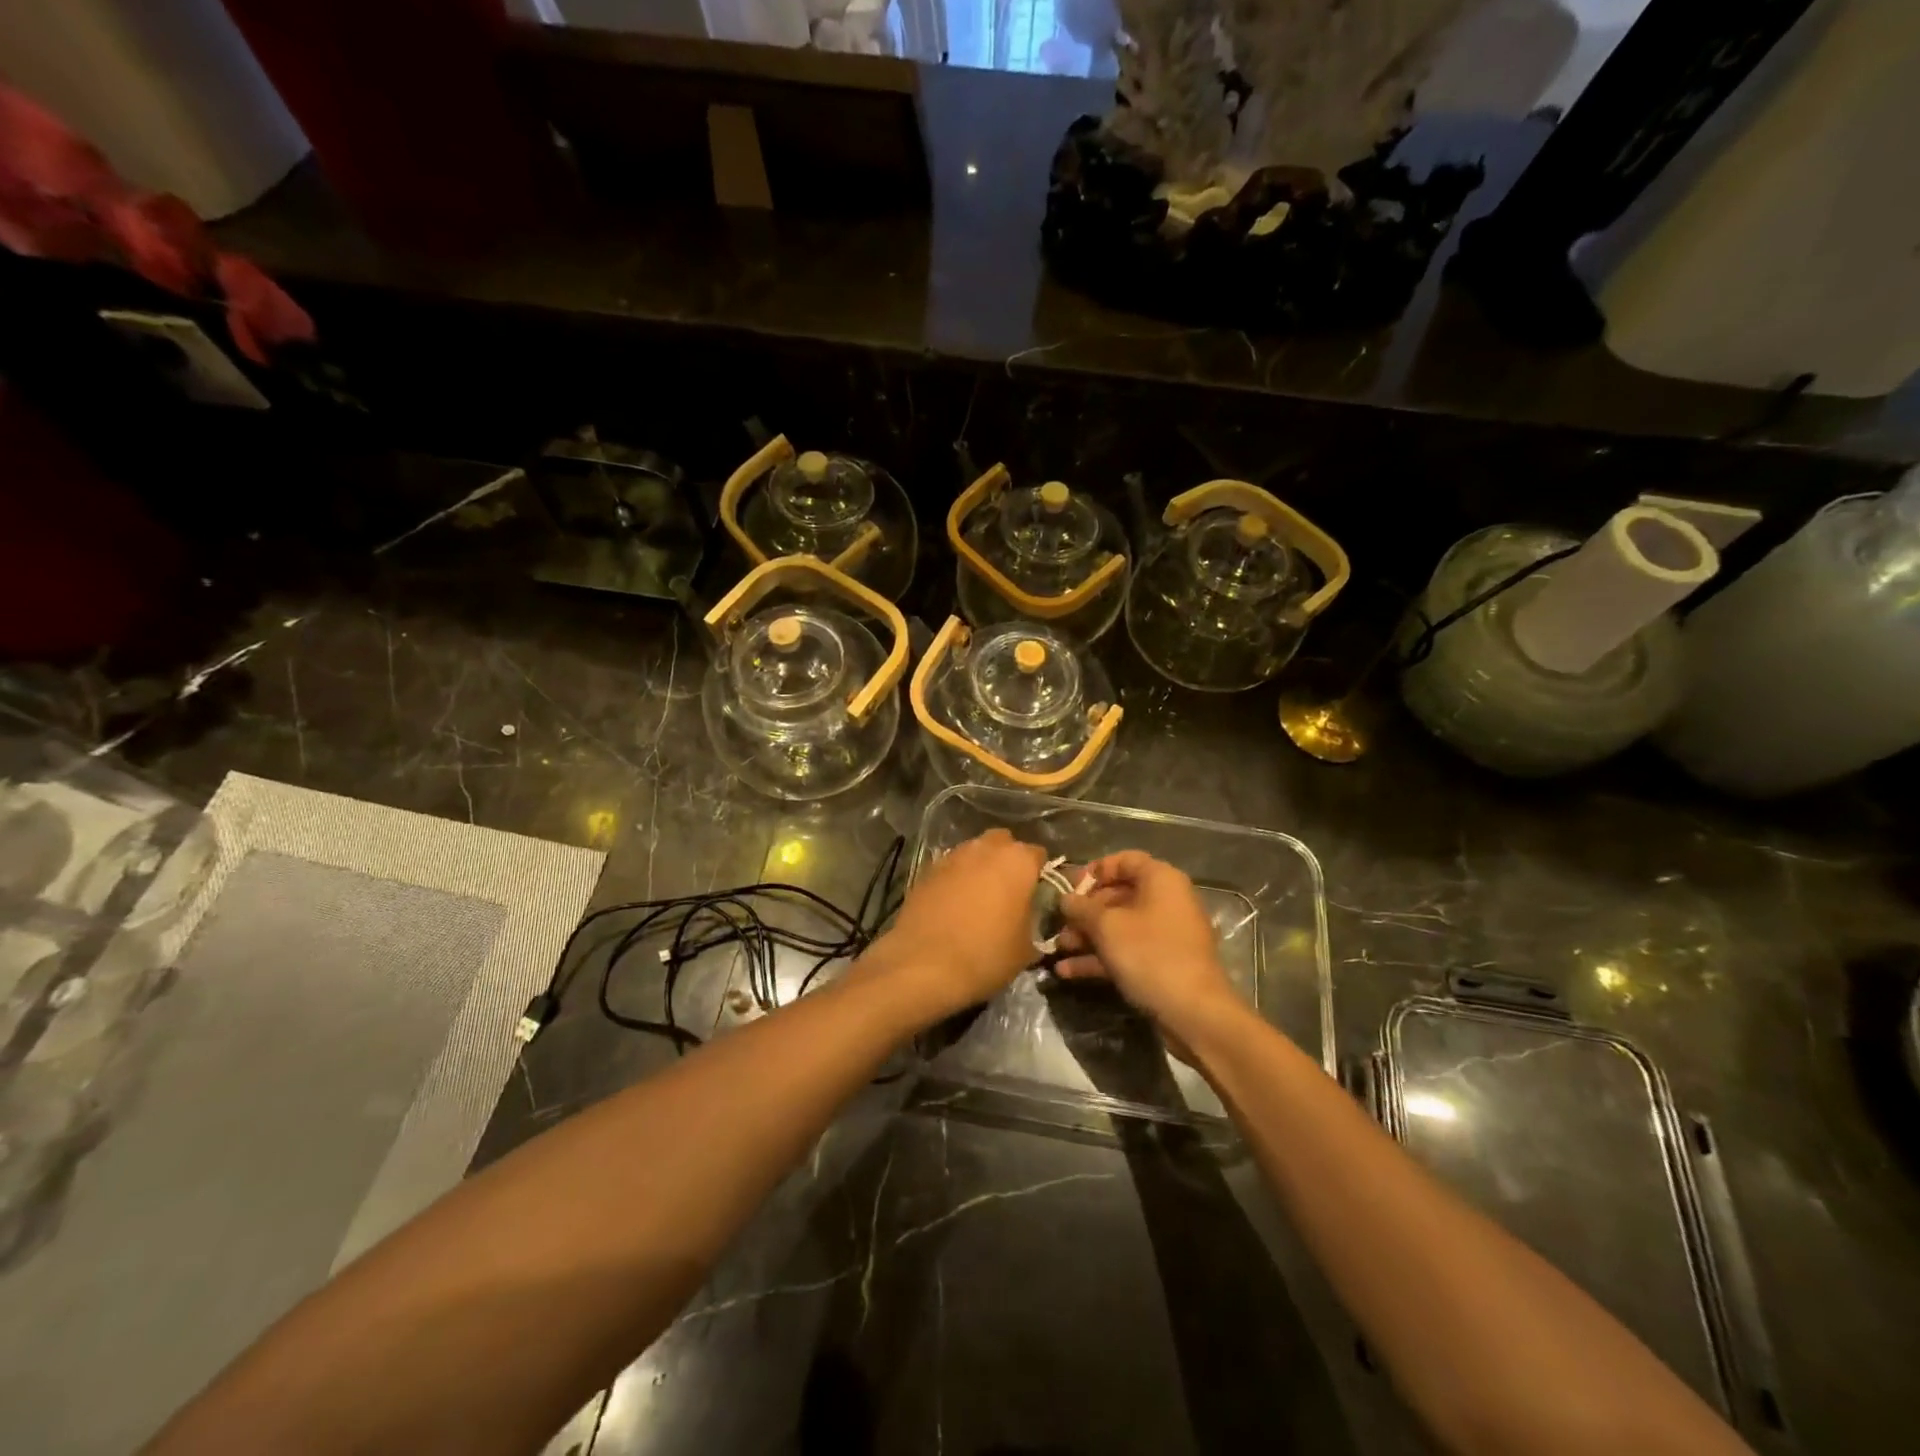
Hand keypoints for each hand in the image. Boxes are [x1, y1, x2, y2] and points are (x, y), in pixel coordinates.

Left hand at [865, 829, 1044, 1015]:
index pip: (1038, 854)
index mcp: (1018, 861)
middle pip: (1003, 843)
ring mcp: (953, 856)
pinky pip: (950, 867)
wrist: (924, 965)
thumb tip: (1027, 919)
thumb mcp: (1026, 949)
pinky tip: (953, 904)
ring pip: (974, 852)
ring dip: (979, 867)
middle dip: (1007, 860)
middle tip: (1008, 890)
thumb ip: (1032, 922)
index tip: (1037, 893)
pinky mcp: (926, 869)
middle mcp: (986, 849)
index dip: (1039, 873)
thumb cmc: (986, 955)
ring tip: (979, 897)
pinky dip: (955, 879)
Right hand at [1055, 851, 1236, 1026]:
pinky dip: (1099, 957)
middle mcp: (1166, 901)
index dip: (1095, 870)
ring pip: (1119, 926)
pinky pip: (1126, 951)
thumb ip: (1081, 908)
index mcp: (1161, 880)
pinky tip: (1067, 971)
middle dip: (1085, 911)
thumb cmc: (1150, 954)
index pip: (1125, 860)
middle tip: (1059, 923)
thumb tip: (1065, 899)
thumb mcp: (1107, 926)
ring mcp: (1165, 935)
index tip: (1070, 887)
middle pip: (1118, 895)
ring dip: (1087, 936)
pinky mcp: (1161, 964)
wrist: (1194, 1012)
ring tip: (1058, 948)